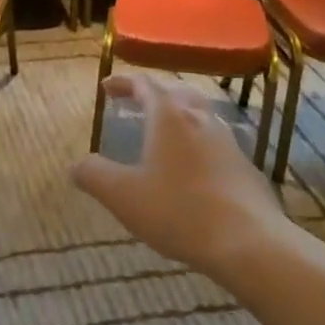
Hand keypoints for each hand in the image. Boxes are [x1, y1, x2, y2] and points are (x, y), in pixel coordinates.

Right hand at [71, 74, 290, 283]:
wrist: (248, 242)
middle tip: (135, 102)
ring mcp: (229, 141)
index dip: (123, 83)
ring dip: (178, 114)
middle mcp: (201, 119)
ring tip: (163, 129)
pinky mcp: (245, 167)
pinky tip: (192, 165)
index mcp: (169, 116)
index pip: (145, 84)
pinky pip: (215, 141)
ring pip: (200, 114)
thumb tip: (76, 165)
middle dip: (153, 93)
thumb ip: (93, 175)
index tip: (107, 88)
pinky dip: (197, 141)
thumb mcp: (122, 195)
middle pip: (176, 92)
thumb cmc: (178, 210)